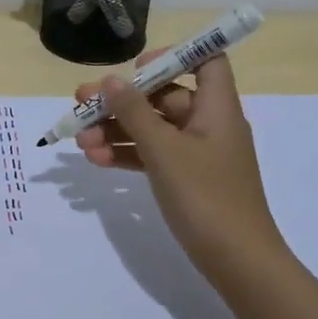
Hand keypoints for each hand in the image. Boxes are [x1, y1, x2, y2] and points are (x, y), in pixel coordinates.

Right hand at [74, 54, 286, 282]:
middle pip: (163, 96)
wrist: (238, 262)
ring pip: (152, 129)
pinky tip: (95, 160)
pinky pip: (153, 155)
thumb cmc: (206, 196)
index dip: (173, 56)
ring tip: (79, 140)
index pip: (206, 61)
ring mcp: (197, 154)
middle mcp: (208, 124)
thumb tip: (112, 80)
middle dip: (121, 101)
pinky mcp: (187, 179)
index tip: (136, 68)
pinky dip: (127, 154)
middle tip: (81, 103)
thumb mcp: (164, 151)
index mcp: (216, 107)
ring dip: (116, 130)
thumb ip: (135, 112)